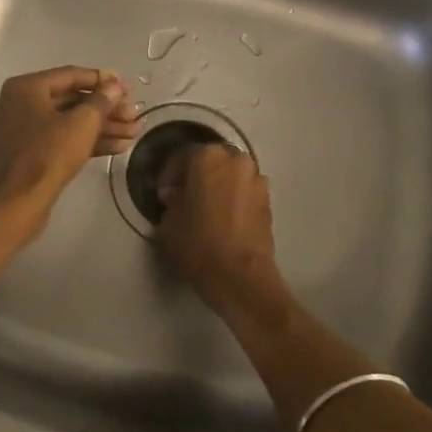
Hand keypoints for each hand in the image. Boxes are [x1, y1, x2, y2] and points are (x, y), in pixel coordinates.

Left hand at [0, 67, 138, 239]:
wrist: (19, 202)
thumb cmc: (49, 154)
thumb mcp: (82, 124)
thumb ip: (102, 101)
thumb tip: (115, 85)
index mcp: (25, 88)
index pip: (70, 75)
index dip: (102, 81)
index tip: (127, 88)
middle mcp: (19, 104)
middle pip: (71, 100)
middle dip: (106, 110)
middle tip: (134, 116)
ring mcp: (21, 130)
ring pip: (68, 122)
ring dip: (102, 127)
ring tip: (134, 133)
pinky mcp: (28, 154)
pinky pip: (60, 139)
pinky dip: (86, 141)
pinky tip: (118, 147)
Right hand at [157, 144, 289, 324]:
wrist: (240, 275)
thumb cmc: (198, 243)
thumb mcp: (170, 220)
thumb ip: (172, 199)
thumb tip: (176, 193)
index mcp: (208, 157)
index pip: (183, 155)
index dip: (169, 173)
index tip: (162, 193)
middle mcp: (236, 160)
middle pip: (211, 160)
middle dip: (196, 175)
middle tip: (183, 196)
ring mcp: (257, 179)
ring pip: (231, 175)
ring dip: (217, 185)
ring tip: (205, 207)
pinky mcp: (268, 201)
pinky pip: (244, 191)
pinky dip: (233, 198)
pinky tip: (223, 218)